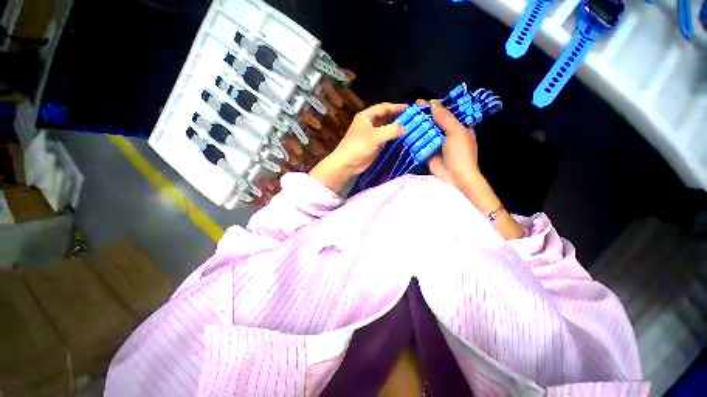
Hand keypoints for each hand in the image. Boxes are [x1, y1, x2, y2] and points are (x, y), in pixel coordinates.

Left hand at [310, 102, 406, 193]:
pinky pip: (385, 139)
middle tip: (412, 119)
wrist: (347, 163)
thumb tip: (405, 128)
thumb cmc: (359, 146)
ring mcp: (371, 135)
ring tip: (410, 128)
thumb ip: (392, 130)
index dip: (396, 107)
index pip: (384, 108)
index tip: (410, 108)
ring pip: (386, 129)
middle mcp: (369, 123)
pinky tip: (402, 139)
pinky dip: (393, 138)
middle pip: (385, 117)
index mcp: (366, 116)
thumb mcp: (376, 136)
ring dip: (396, 129)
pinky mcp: (373, 145)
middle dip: (397, 118)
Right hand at [418, 99, 524, 238]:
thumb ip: (444, 117)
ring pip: (425, 131)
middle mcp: (446, 133)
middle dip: (423, 116)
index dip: (435, 106)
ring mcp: (436, 143)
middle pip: (433, 121)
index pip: (446, 112)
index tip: (421, 102)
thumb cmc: (460, 152)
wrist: (455, 176)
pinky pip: (420, 143)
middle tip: (410, 110)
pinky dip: (413, 138)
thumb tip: (432, 102)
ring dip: (417, 126)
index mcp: (458, 126)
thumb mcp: (455, 131)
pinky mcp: (427, 152)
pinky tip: (404, 132)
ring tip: (404, 119)